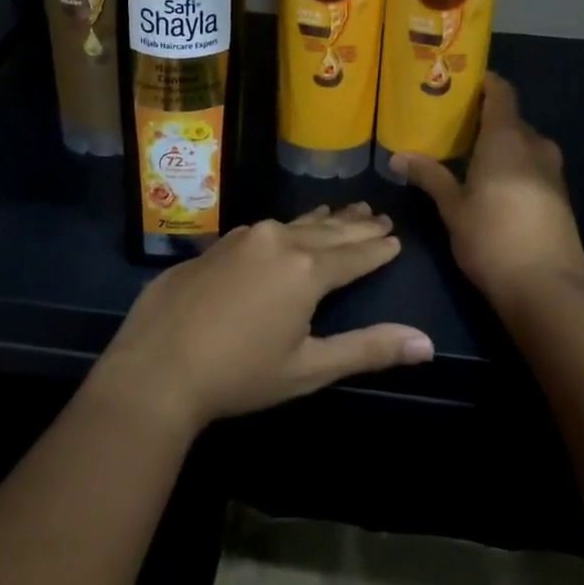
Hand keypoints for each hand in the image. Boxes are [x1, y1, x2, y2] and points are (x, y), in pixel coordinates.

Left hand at [93, 205, 434, 434]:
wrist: (157, 366)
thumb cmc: (239, 374)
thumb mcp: (309, 368)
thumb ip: (368, 349)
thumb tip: (426, 343)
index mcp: (307, 269)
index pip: (355, 253)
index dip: (378, 248)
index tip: (397, 238)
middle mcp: (279, 241)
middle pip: (329, 230)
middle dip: (356, 225)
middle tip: (379, 215)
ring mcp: (245, 237)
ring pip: (296, 223)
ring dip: (324, 220)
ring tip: (345, 210)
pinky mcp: (219, 243)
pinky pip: (267, 228)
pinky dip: (290, 227)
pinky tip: (289, 229)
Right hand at [393, 73, 583, 313]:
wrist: (549, 290)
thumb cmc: (492, 239)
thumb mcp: (453, 208)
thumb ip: (430, 176)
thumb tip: (397, 157)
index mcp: (507, 138)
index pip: (501, 92)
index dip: (484, 83)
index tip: (460, 83)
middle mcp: (535, 146)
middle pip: (511, 119)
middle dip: (485, 119)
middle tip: (452, 125)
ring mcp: (553, 172)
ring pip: (524, 145)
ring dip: (501, 145)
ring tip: (469, 155)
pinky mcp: (560, 197)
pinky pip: (533, 166)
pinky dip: (514, 166)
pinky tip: (493, 186)